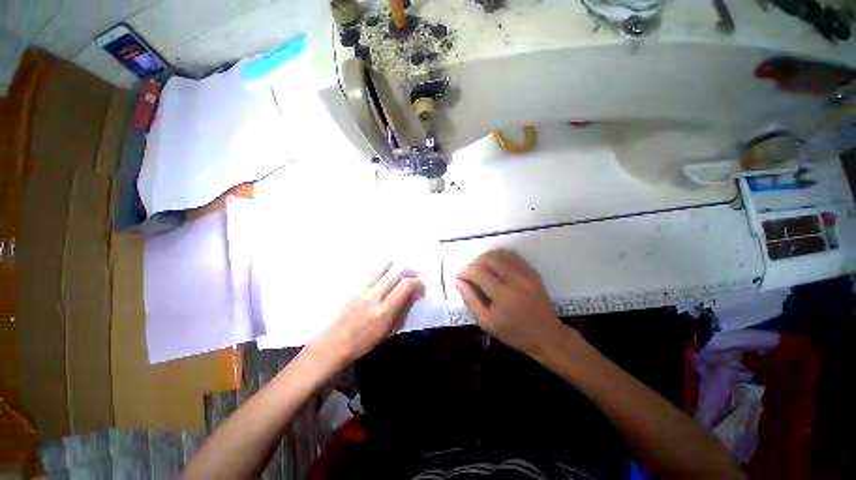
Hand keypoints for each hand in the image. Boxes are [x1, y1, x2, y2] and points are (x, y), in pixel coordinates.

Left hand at [311, 261, 424, 366]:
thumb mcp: (390, 330)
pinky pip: (374, 270)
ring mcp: (364, 288)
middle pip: (398, 272)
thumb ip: (404, 309)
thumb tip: (415, 293)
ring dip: (398, 266)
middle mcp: (375, 295)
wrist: (336, 341)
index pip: (406, 286)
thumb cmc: (366, 340)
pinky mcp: (356, 285)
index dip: (417, 283)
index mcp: (385, 311)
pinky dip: (385, 269)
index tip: (421, 288)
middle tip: (414, 278)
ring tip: (401, 273)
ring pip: (385, 266)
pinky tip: (387, 275)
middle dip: (411, 272)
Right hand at [456, 249, 562, 357]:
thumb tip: (459, 280)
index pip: (479, 273)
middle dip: (474, 263)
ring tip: (479, 268)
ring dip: (485, 258)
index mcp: (504, 295)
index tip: (460, 277)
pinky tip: (493, 266)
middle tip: (469, 273)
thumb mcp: (487, 322)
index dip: (466, 272)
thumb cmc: (514, 333)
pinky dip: (498, 257)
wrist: (547, 335)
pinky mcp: (533, 271)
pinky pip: (512, 256)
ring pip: (500, 254)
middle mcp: (516, 280)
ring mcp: (527, 274)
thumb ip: (471, 300)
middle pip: (489, 259)